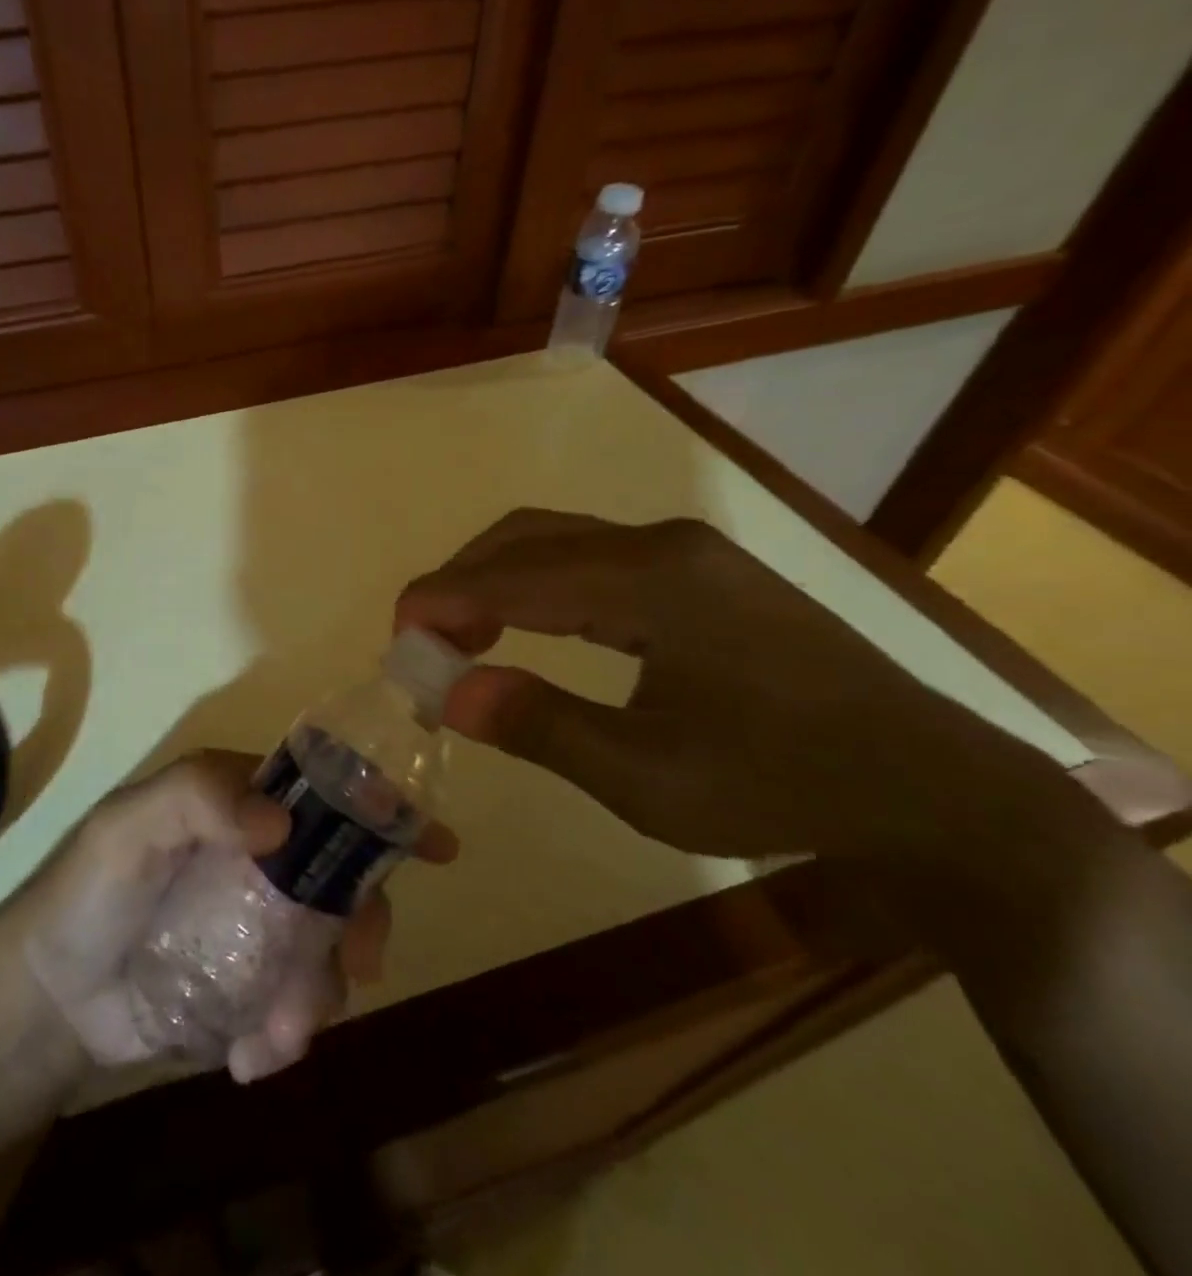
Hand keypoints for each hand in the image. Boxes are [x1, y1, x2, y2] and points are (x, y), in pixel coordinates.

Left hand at [24, 751, 457, 1082]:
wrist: (52, 998)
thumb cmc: (87, 894)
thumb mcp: (128, 828)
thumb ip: (197, 800)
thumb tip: (281, 822)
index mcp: (240, 805)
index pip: (322, 793)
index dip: (380, 811)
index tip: (434, 845)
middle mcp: (263, 857)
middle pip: (344, 877)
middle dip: (363, 922)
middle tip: (359, 966)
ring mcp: (263, 924)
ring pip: (331, 949)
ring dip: (317, 994)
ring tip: (273, 1031)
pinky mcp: (255, 985)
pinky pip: (301, 1007)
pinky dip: (288, 1034)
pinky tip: (248, 1055)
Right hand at [395, 510, 1067, 863]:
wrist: (925, 785)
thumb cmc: (781, 784)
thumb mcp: (648, 778)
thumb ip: (541, 727)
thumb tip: (449, 693)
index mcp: (650, 580)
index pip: (514, 574)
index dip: (443, 598)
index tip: (397, 635)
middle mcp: (661, 544)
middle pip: (528, 537)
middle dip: (461, 580)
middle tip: (426, 640)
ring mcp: (683, 552)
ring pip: (556, 541)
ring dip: (496, 579)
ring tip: (463, 637)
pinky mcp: (696, 572)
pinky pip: (591, 559)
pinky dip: (537, 586)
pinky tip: (525, 626)